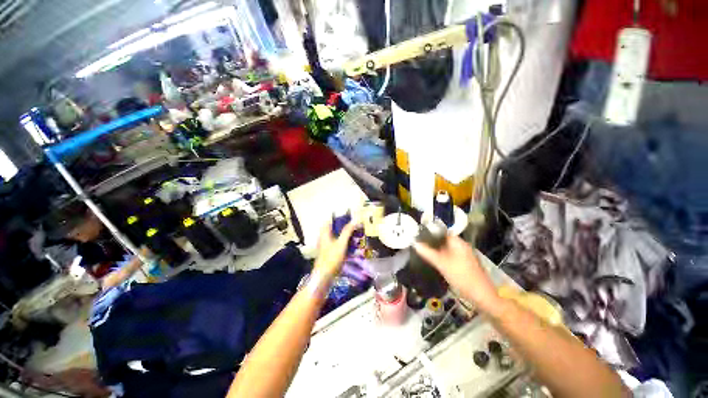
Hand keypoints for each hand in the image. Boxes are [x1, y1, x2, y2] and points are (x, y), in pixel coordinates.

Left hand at [313, 219, 357, 279]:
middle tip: (355, 226)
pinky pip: (337, 243)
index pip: (332, 220)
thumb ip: (347, 231)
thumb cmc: (332, 258)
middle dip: (345, 226)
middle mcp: (324, 236)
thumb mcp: (341, 243)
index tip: (351, 217)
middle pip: (335, 227)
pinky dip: (343, 242)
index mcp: (325, 232)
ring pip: (336, 235)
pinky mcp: (328, 251)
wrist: (324, 276)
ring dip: (345, 234)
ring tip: (356, 234)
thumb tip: (355, 220)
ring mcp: (326, 244)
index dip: (341, 217)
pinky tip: (351, 245)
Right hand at [414, 235, 500, 311]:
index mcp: (458, 243)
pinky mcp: (466, 264)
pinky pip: (451, 256)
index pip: (441, 232)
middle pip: (444, 241)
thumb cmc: (461, 276)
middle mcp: (463, 246)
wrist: (482, 296)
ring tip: (425, 253)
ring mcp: (465, 255)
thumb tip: (415, 244)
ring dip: (437, 250)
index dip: (430, 233)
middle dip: (432, 243)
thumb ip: (428, 253)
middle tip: (420, 245)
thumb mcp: (441, 264)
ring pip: (447, 249)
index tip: (419, 237)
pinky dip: (443, 257)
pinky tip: (436, 262)